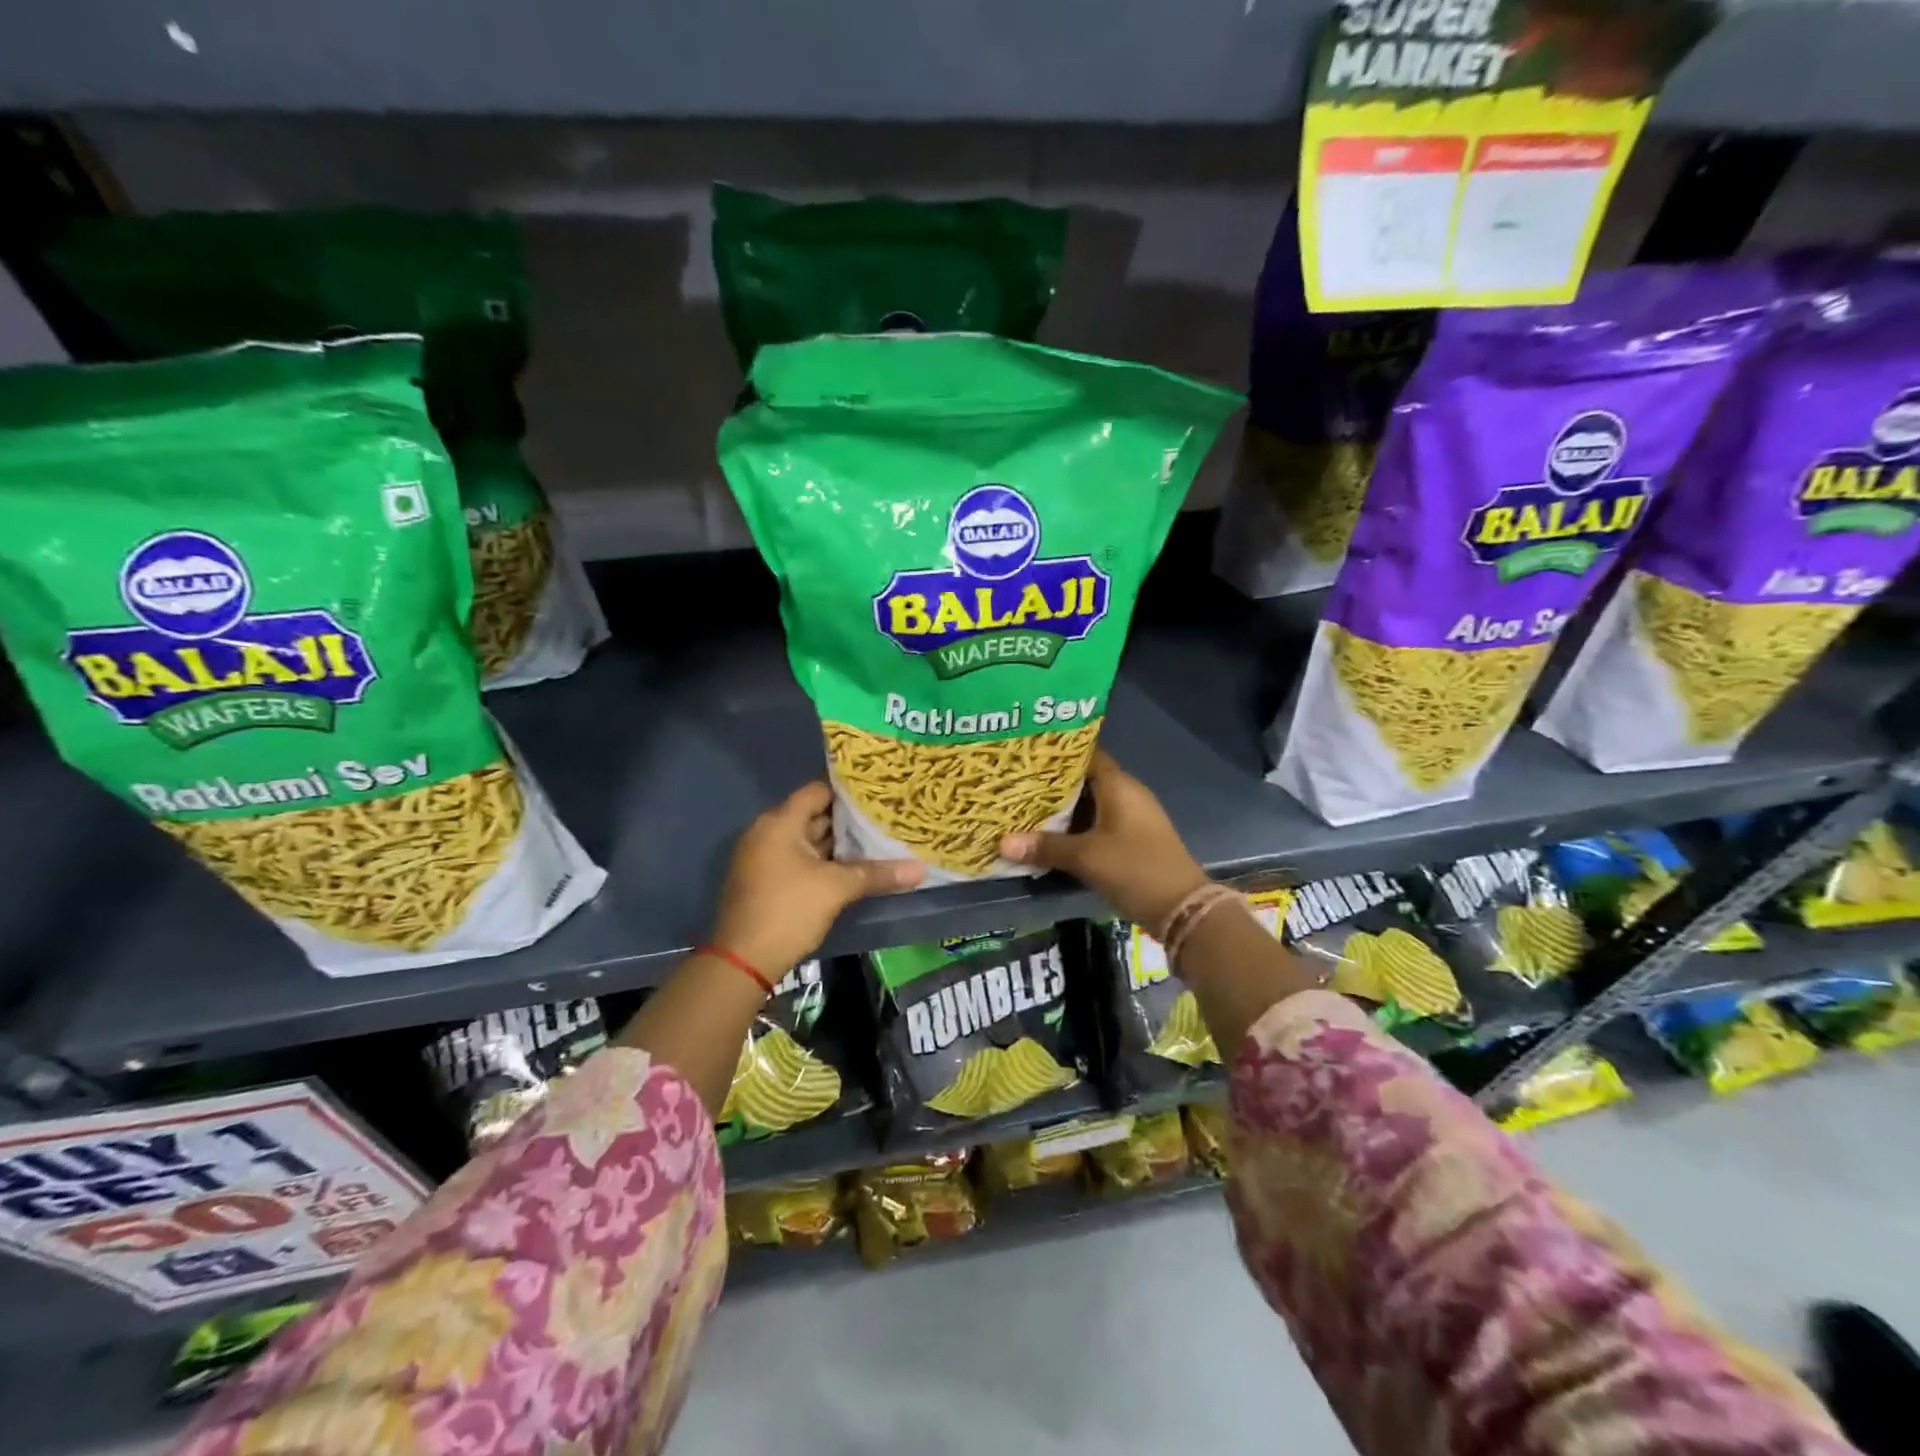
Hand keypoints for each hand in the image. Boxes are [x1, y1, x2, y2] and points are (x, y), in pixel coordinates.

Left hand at [710, 781, 924, 976]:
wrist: (744, 961)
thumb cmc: (789, 910)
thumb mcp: (837, 888)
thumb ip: (877, 874)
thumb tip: (921, 869)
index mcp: (780, 822)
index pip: (818, 791)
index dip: (848, 790)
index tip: (879, 792)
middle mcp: (768, 832)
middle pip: (814, 815)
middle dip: (848, 819)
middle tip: (885, 817)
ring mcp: (765, 857)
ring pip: (808, 840)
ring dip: (838, 843)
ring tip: (877, 839)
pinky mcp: (767, 880)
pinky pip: (800, 859)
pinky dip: (824, 860)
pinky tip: (853, 867)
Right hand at [1000, 750, 1208, 931]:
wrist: (1182, 909)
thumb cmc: (1135, 869)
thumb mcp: (1086, 857)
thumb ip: (1045, 847)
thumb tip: (1001, 843)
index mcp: (1119, 786)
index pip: (1087, 755)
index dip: (1058, 753)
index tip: (1027, 754)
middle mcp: (1127, 795)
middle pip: (1085, 780)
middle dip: (1053, 783)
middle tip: (1016, 782)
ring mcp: (1132, 819)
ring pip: (1091, 804)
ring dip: (1064, 808)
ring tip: (1024, 806)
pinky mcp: (1132, 841)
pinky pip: (1098, 824)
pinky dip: (1076, 826)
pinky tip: (1050, 835)